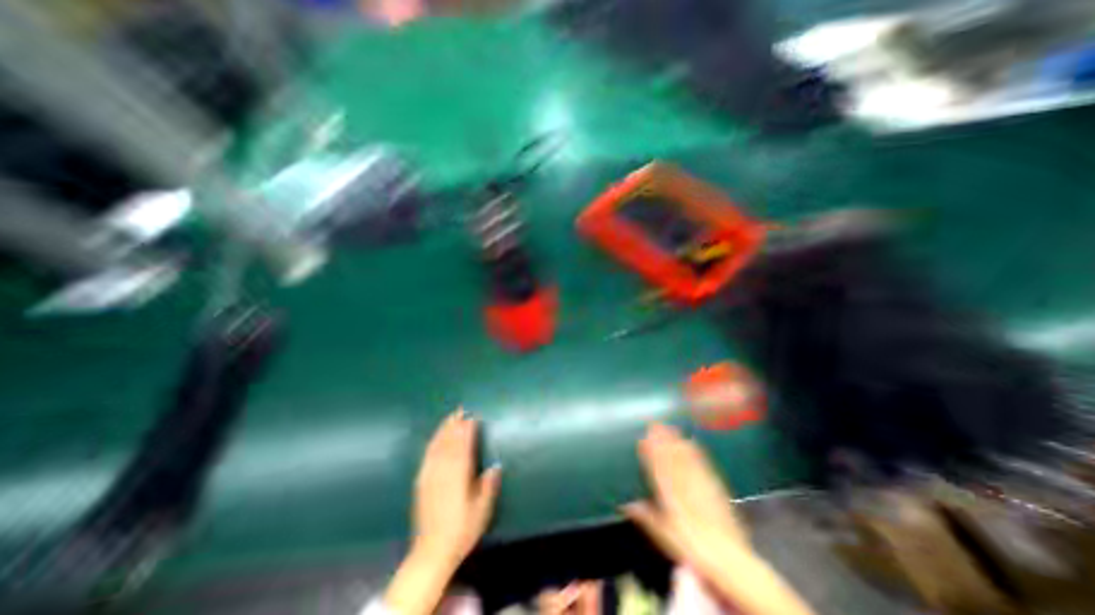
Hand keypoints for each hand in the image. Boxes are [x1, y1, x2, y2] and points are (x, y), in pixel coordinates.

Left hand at [387, 410, 501, 614]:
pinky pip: (427, 456)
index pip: (463, 447)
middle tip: (461, 410)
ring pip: (437, 446)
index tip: (473, 417)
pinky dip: (433, 443)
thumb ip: (489, 485)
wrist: (431, 552)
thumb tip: (495, 465)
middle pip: (449, 442)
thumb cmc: (461, 531)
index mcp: (459, 477)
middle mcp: (443, 472)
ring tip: (450, 417)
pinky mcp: (421, 482)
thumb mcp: (482, 510)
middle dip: (455, 425)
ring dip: (444, 430)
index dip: (468, 431)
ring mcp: (430, 476)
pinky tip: (435, 438)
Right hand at [618, 422, 749, 572]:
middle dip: (662, 439)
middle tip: (654, 423)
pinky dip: (696, 452)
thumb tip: (625, 504)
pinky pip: (703, 465)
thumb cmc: (692, 548)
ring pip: (686, 457)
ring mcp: (701, 484)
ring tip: (669, 427)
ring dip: (676, 440)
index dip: (650, 452)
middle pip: (671, 458)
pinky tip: (693, 442)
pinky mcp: (716, 487)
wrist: (730, 560)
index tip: (643, 437)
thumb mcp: (664, 537)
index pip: (658, 468)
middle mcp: (685, 486)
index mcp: (670, 496)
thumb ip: (646, 517)